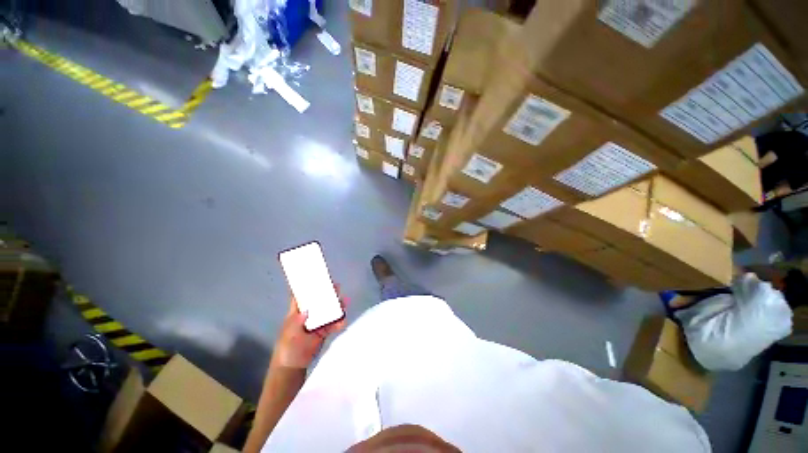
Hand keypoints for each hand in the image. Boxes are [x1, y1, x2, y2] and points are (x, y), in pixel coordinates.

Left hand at [272, 285, 345, 368]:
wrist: (293, 366)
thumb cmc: (287, 348)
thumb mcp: (289, 335)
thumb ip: (297, 322)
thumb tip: (306, 310)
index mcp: (297, 312)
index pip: (301, 295)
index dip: (307, 286)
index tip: (316, 277)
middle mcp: (308, 314)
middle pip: (319, 300)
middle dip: (328, 293)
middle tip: (337, 287)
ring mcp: (317, 322)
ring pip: (328, 310)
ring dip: (337, 306)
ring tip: (345, 302)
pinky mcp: (324, 331)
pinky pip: (334, 324)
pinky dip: (339, 322)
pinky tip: (343, 322)